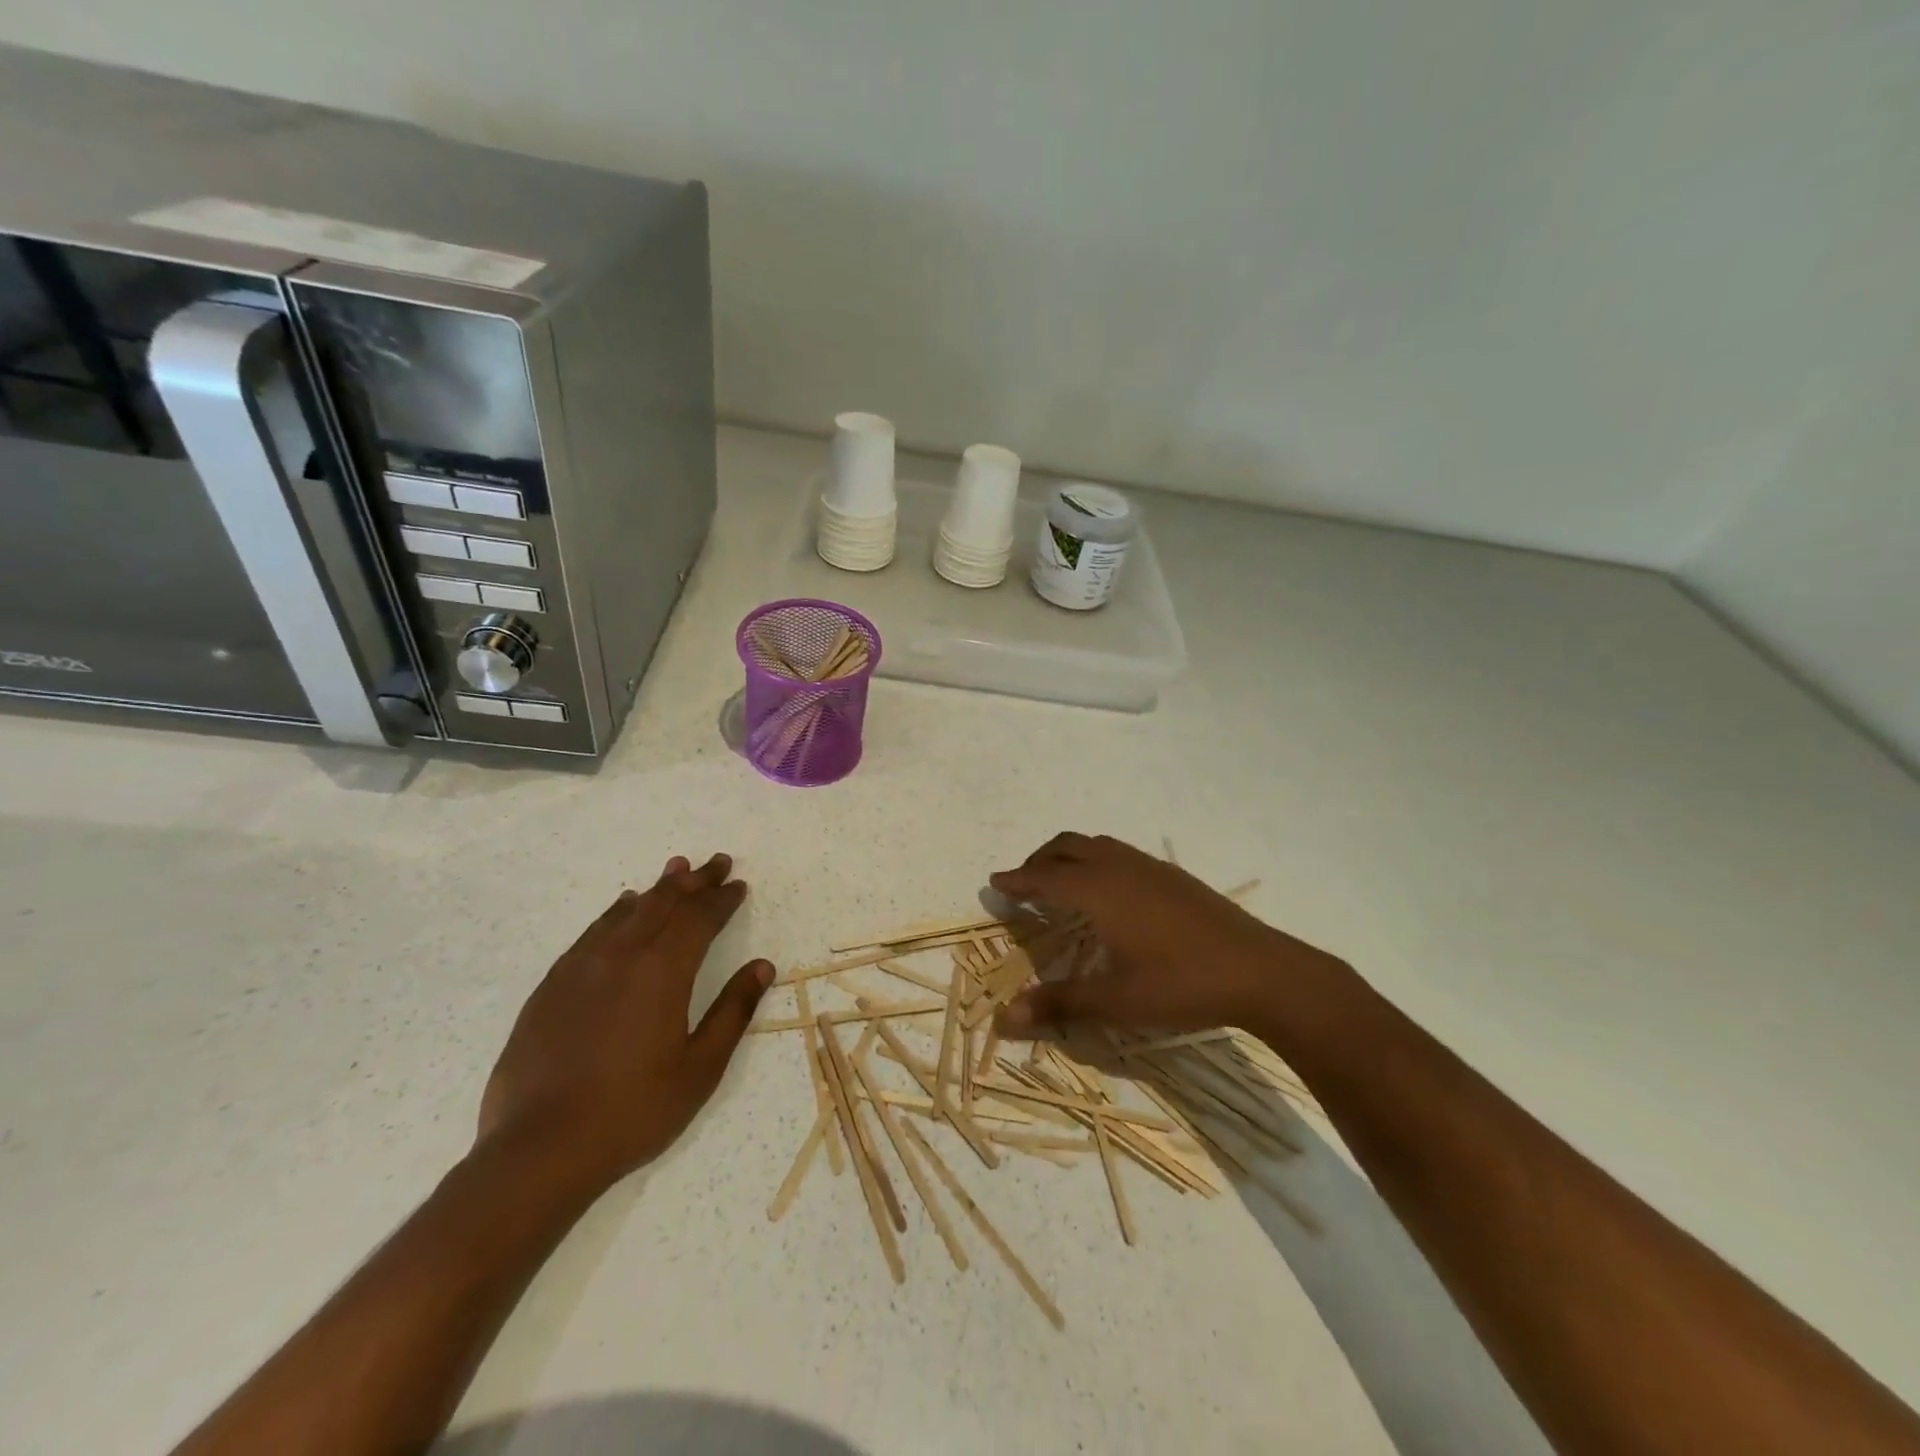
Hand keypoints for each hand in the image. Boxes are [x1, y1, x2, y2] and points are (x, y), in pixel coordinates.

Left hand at [476, 854, 771, 1194]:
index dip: (722, 899)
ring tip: (676, 869)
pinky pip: (592, 932)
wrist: (538, 1150)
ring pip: (627, 911)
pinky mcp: (551, 986)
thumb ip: (733, 1011)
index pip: (699, 918)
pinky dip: (616, 912)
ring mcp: (581, 967)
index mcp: (663, 972)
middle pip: (665, 902)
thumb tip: (763, 966)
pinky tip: (622, 908)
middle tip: (716, 862)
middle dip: (694, 880)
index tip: (738, 885)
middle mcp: (622, 956)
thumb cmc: (633, 1111)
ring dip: (657, 888)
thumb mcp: (700, 1068)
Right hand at [991, 833, 1343, 1038]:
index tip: (995, 882)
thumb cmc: (1180, 984)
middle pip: (1067, 847)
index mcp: (1099, 891)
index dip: (1017, 880)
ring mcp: (1150, 867)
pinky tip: (1110, 890)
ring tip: (1060, 881)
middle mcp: (1119, 868)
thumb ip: (1058, 1004)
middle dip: (1039, 860)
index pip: (1044, 878)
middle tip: (1023, 882)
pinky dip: (1097, 860)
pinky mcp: (1174, 876)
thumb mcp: (1115, 1002)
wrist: (1260, 970)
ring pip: (1096, 845)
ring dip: (1069, 856)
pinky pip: (1120, 853)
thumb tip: (1004, 1018)